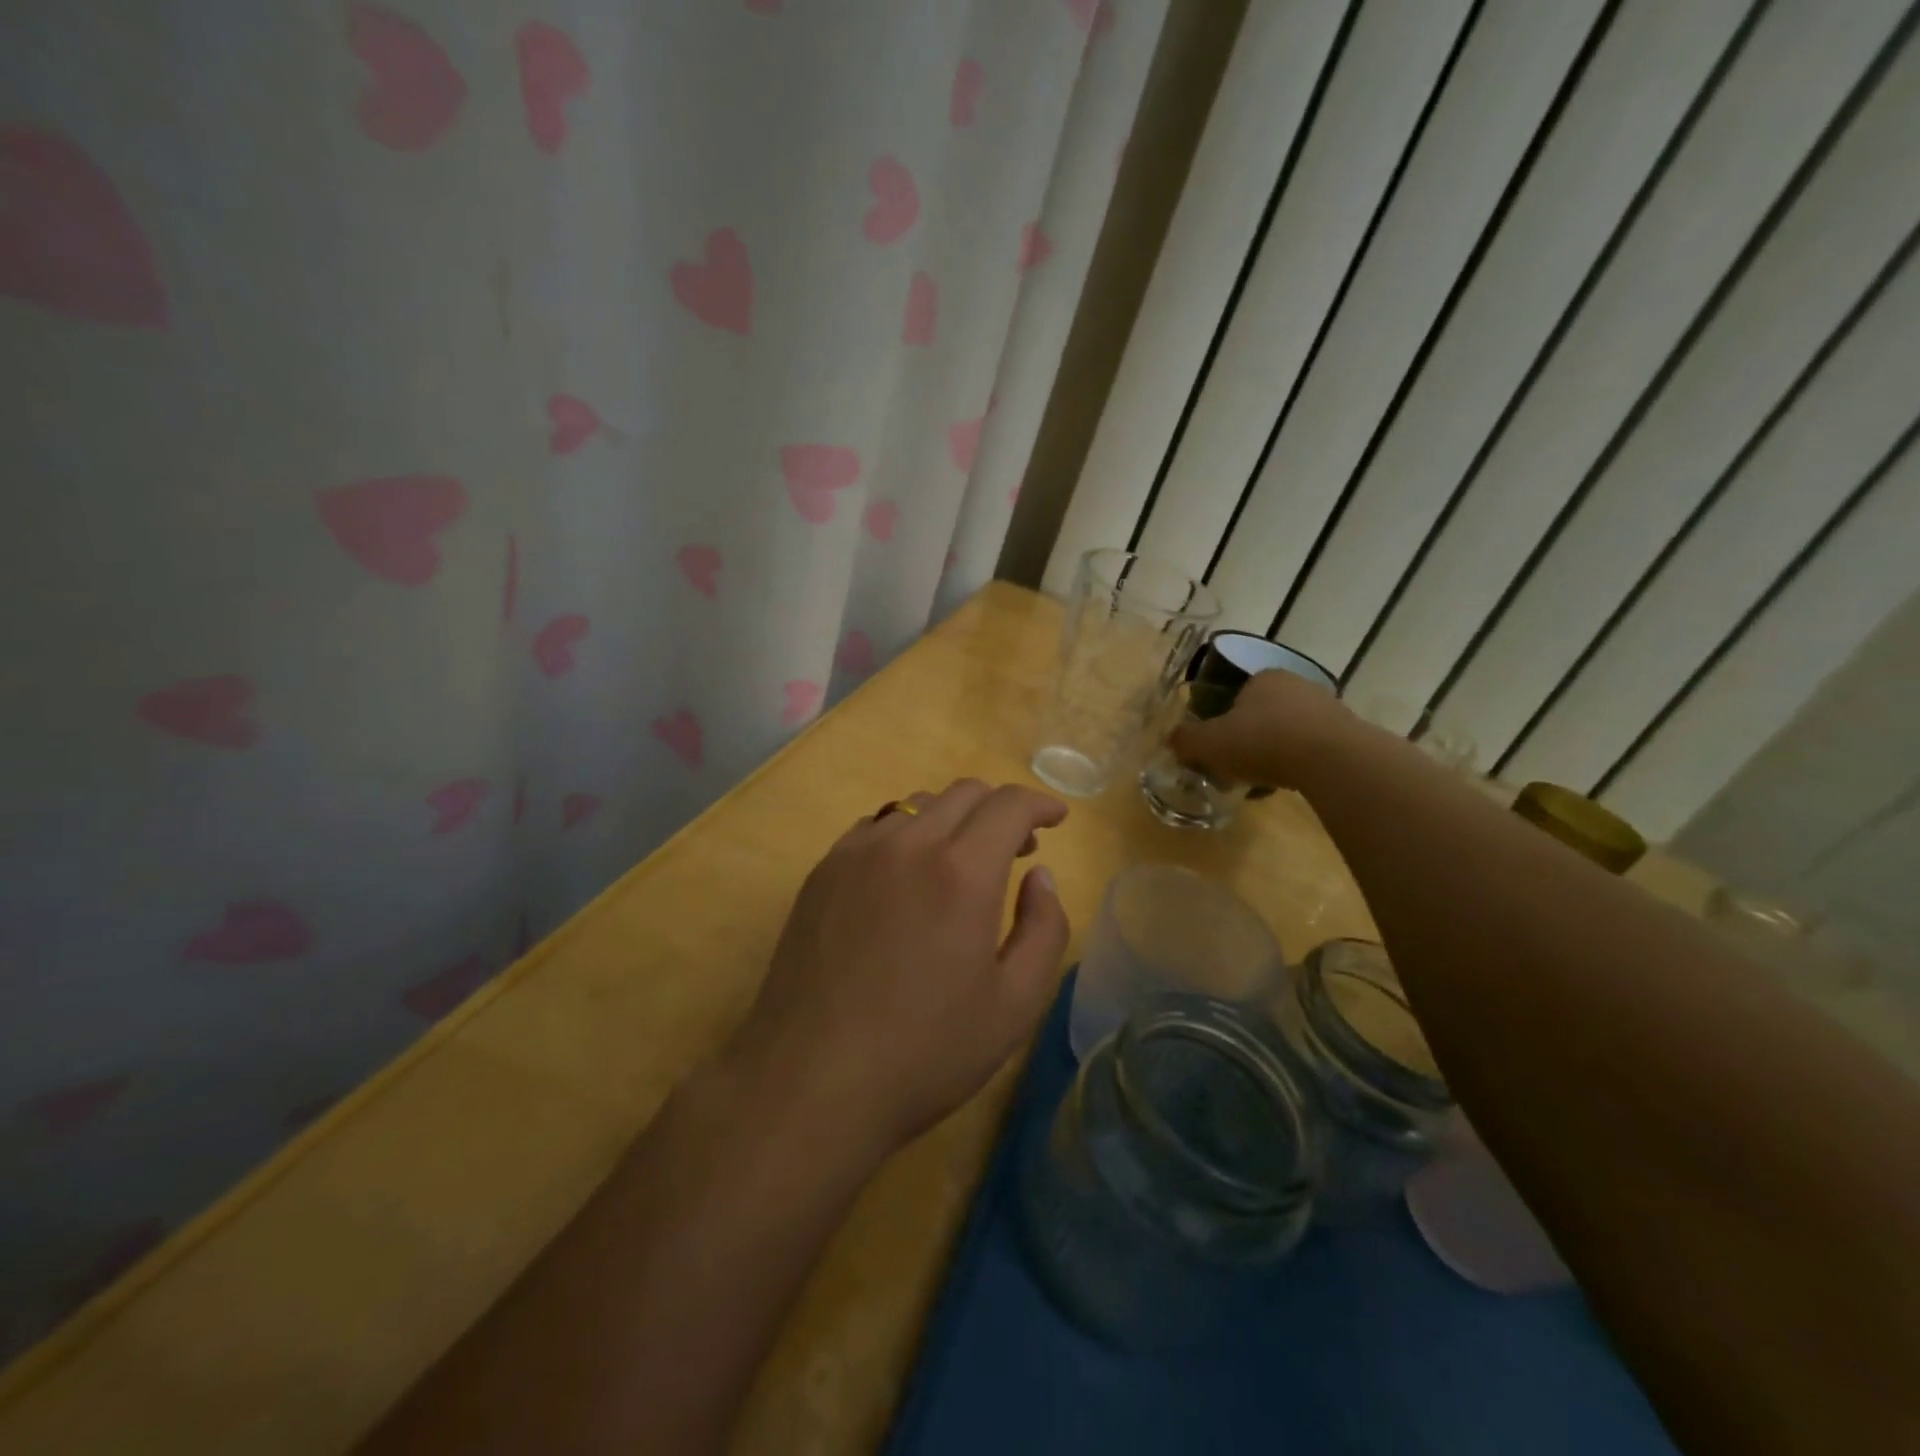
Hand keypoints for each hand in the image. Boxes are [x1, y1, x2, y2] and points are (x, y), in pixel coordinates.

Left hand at [728, 779, 1070, 1156]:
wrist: (810, 1081)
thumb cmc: (924, 1052)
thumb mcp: (1014, 1005)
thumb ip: (1044, 929)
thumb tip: (1040, 876)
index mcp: (961, 872)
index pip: (1009, 805)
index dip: (1040, 804)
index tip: (1056, 819)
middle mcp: (907, 844)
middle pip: (964, 793)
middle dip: (1000, 810)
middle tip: (1016, 848)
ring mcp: (856, 853)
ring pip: (917, 805)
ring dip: (953, 819)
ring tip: (961, 862)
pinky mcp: (821, 871)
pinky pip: (875, 827)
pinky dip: (906, 833)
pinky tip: (906, 875)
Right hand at [1170, 669, 1350, 792]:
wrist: (1331, 759)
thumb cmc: (1262, 741)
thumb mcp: (1209, 743)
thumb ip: (1186, 740)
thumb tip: (1173, 740)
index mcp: (1263, 677)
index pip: (1237, 694)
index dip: (1224, 720)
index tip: (1219, 746)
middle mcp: (1297, 684)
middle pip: (1264, 713)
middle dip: (1251, 738)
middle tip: (1238, 765)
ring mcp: (1328, 707)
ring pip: (1290, 731)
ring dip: (1276, 752)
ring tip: (1264, 780)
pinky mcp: (1349, 734)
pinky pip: (1314, 749)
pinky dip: (1300, 763)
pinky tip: (1291, 783)